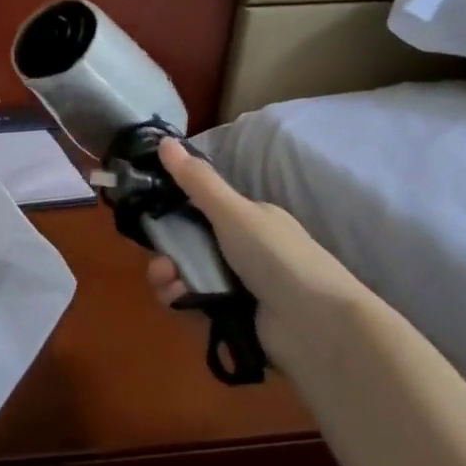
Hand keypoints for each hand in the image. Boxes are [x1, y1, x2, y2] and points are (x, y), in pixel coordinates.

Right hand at [145, 137, 365, 371]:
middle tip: (161, 264)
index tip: (150, 222)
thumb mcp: (234, 213)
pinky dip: (182, 301)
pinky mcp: (233, 316)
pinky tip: (180, 302)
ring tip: (169, 287)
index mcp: (249, 220)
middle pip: (189, 245)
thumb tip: (163, 140)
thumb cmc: (277, 258)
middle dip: (166, 253)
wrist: (315, 324)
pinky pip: (195, 303)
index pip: (200, 210)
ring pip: (187, 275)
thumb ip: (197, 181)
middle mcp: (244, 249)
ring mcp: (239, 284)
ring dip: (169, 278)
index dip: (172, 215)